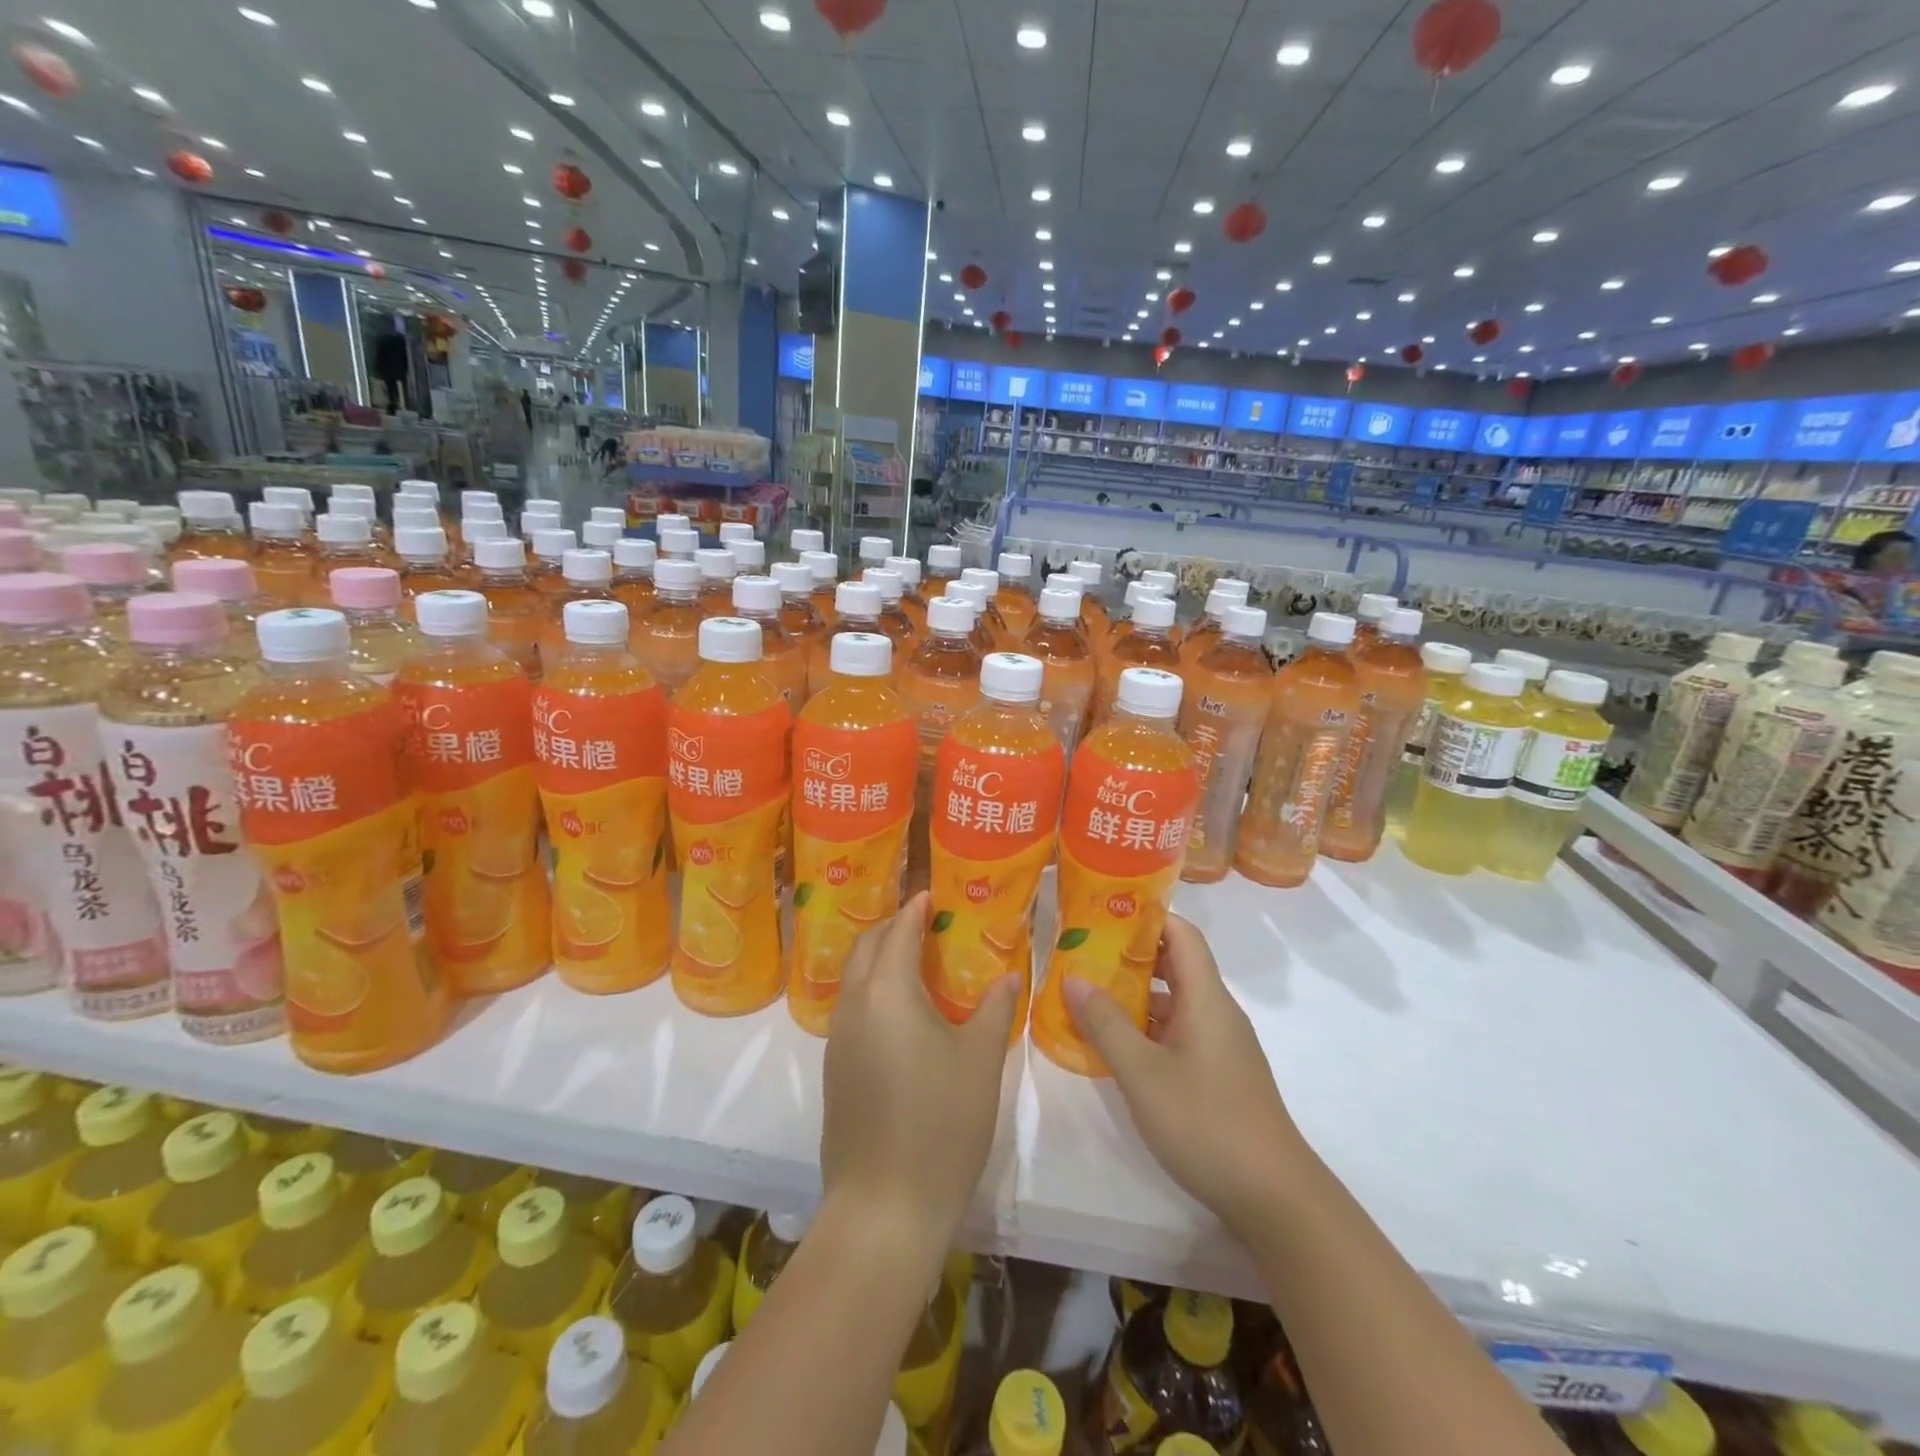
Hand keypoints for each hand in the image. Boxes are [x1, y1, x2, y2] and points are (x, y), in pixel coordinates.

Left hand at [820, 893, 1019, 1249]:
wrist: (884, 1205)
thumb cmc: (941, 1123)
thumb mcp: (980, 1061)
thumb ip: (996, 1009)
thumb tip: (1009, 975)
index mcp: (887, 991)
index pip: (898, 931)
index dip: (915, 908)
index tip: (932, 894)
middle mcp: (854, 1004)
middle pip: (866, 946)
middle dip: (892, 927)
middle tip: (925, 923)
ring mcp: (838, 1038)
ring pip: (854, 978)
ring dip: (879, 959)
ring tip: (916, 963)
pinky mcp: (834, 1069)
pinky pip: (852, 1009)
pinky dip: (873, 992)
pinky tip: (902, 1014)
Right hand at [1066, 914, 1312, 1237]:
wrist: (1274, 1198)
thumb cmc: (1206, 1123)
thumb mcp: (1143, 1073)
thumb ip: (1106, 1023)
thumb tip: (1072, 977)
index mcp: (1206, 998)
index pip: (1182, 934)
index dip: (1146, 916)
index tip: (1104, 912)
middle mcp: (1217, 1012)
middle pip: (1176, 964)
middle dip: (1130, 955)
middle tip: (1083, 952)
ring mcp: (1220, 1045)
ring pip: (1175, 1001)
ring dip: (1135, 994)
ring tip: (1088, 994)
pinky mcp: (1218, 1073)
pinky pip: (1178, 1031)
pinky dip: (1146, 1027)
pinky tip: (1115, 1044)